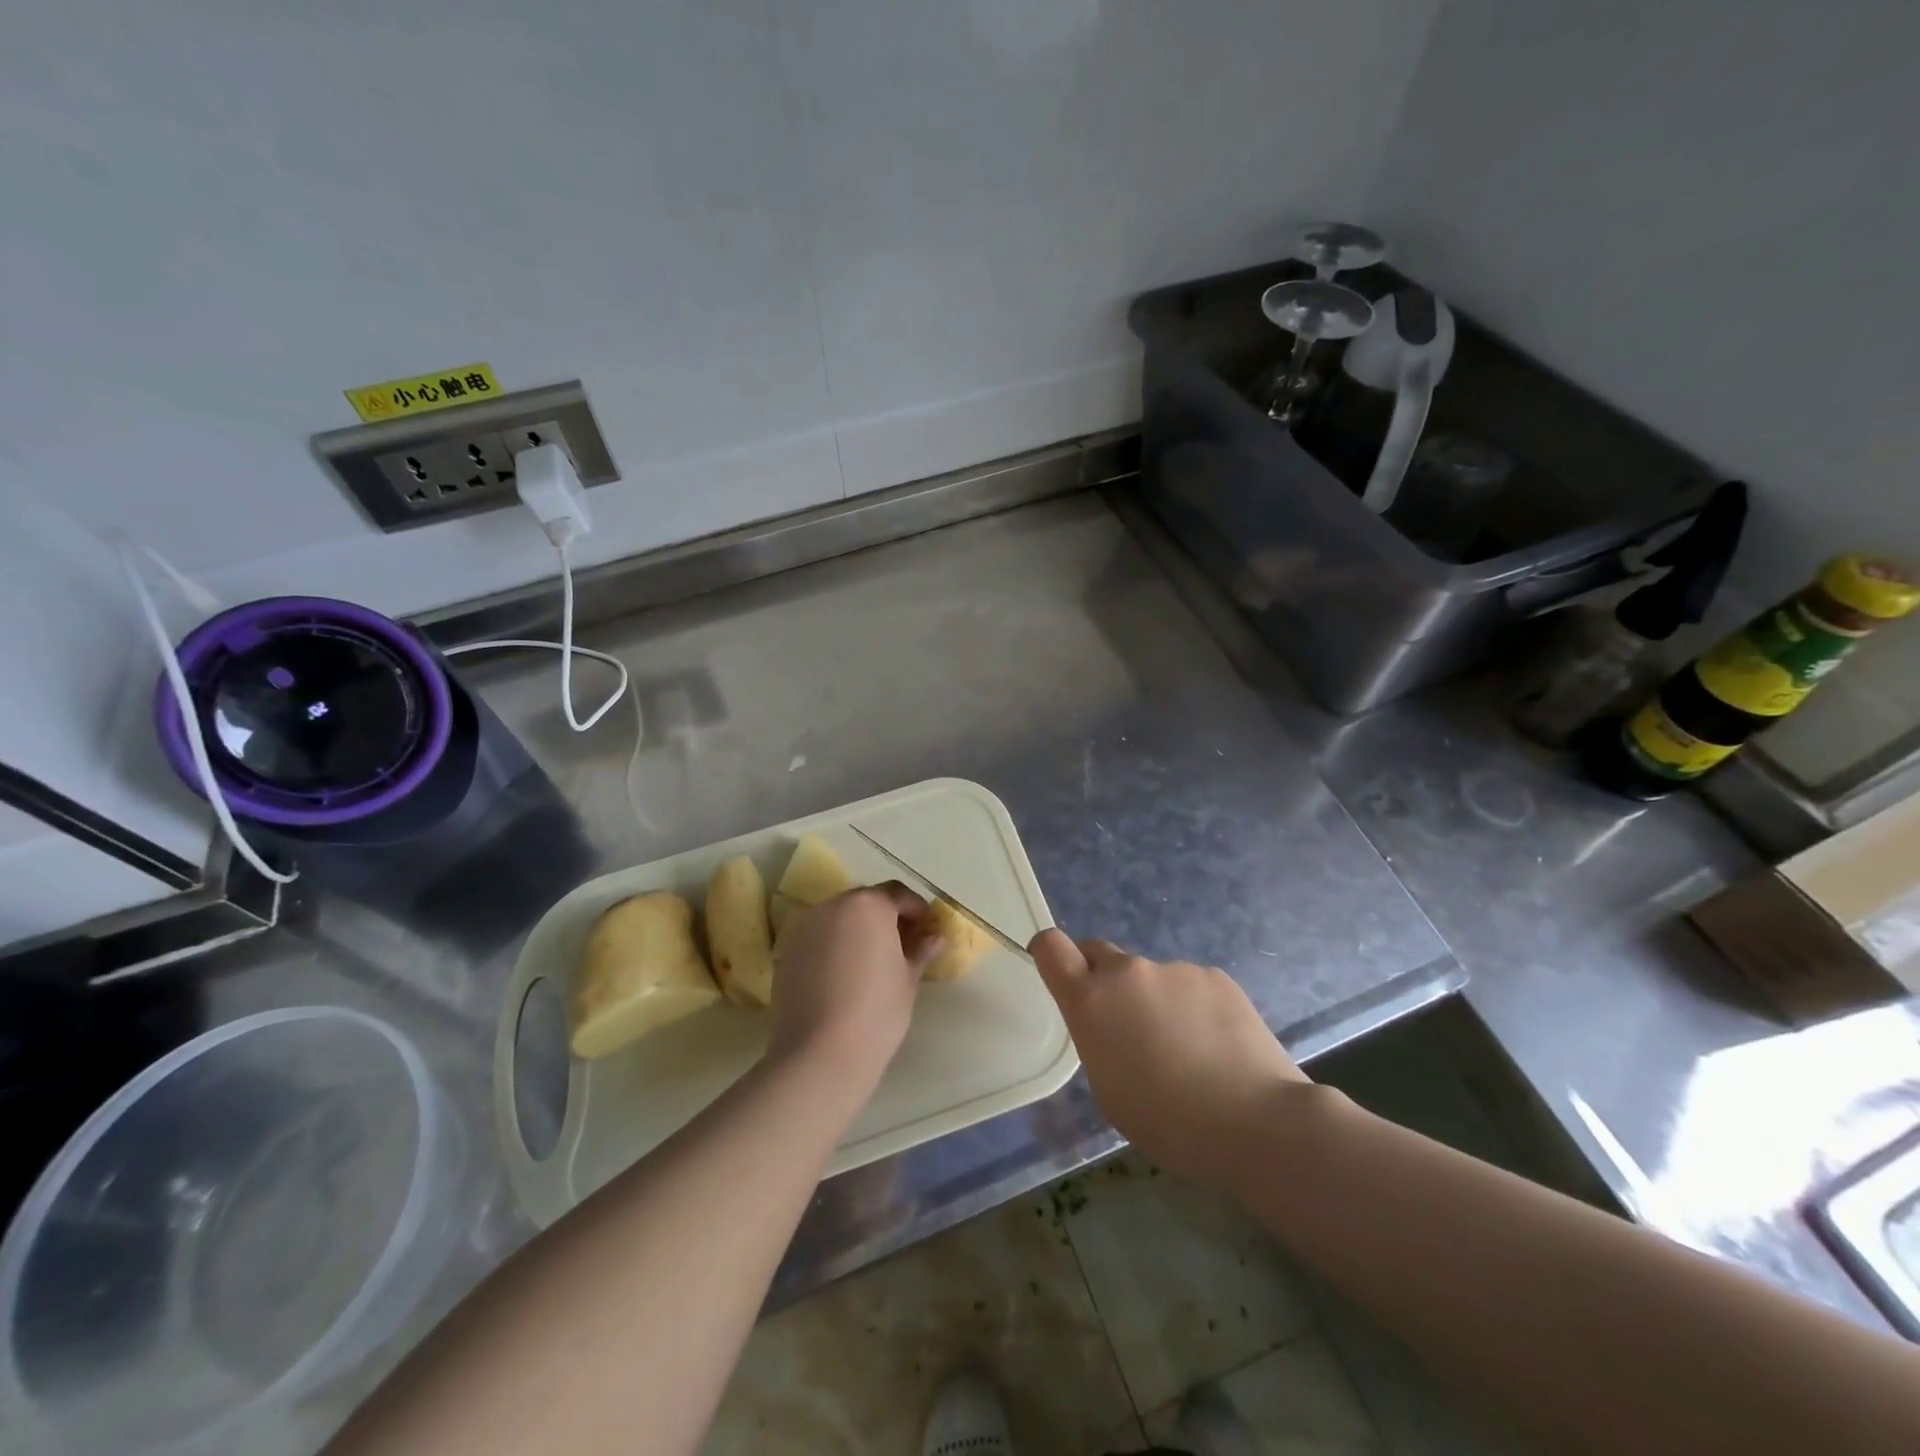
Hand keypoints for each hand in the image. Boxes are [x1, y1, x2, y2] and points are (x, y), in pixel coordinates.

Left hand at [767, 883, 942, 1088]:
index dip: (916, 910)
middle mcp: (833, 906)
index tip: (926, 931)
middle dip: (885, 918)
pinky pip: (819, 938)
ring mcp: (805, 927)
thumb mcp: (907, 980)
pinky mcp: (787, 951)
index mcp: (868, 906)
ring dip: (857, 930)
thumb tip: (933, 936)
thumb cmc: (876, 1012)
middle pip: (866, 902)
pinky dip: (834, 946)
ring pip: (839, 918)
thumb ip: (919, 950)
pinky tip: (843, 976)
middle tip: (901, 946)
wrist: (818, 1054)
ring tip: (871, 962)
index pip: (898, 894)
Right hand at [1032, 930, 1307, 1192]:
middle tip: (1126, 1027)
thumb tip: (1113, 1025)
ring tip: (1188, 1052)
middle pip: (1100, 955)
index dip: (1049, 952)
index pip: (1051, 947)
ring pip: (1151, 978)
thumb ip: (1099, 1040)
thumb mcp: (1108, 1090)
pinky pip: (1190, 986)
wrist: (1256, 1121)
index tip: (1058, 971)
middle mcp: (1128, 972)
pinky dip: (1194, 1008)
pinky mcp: (1215, 976)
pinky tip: (1218, 1048)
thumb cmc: (1168, 1122)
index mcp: (1091, 1000)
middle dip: (1103, 981)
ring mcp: (1175, 969)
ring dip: (1156, 1001)